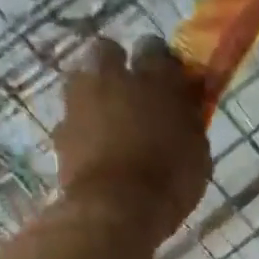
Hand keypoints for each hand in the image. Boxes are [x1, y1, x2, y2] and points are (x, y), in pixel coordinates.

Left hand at [56, 35, 210, 243]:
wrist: (116, 209)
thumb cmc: (169, 180)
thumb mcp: (198, 151)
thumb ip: (189, 120)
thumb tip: (186, 106)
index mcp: (155, 79)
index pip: (156, 49)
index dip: (161, 64)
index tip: (169, 81)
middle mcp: (112, 78)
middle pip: (106, 51)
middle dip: (116, 65)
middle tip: (130, 93)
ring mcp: (80, 102)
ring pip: (82, 80)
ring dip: (94, 93)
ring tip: (109, 122)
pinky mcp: (60, 131)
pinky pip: (72, 120)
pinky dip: (83, 130)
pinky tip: (96, 151)